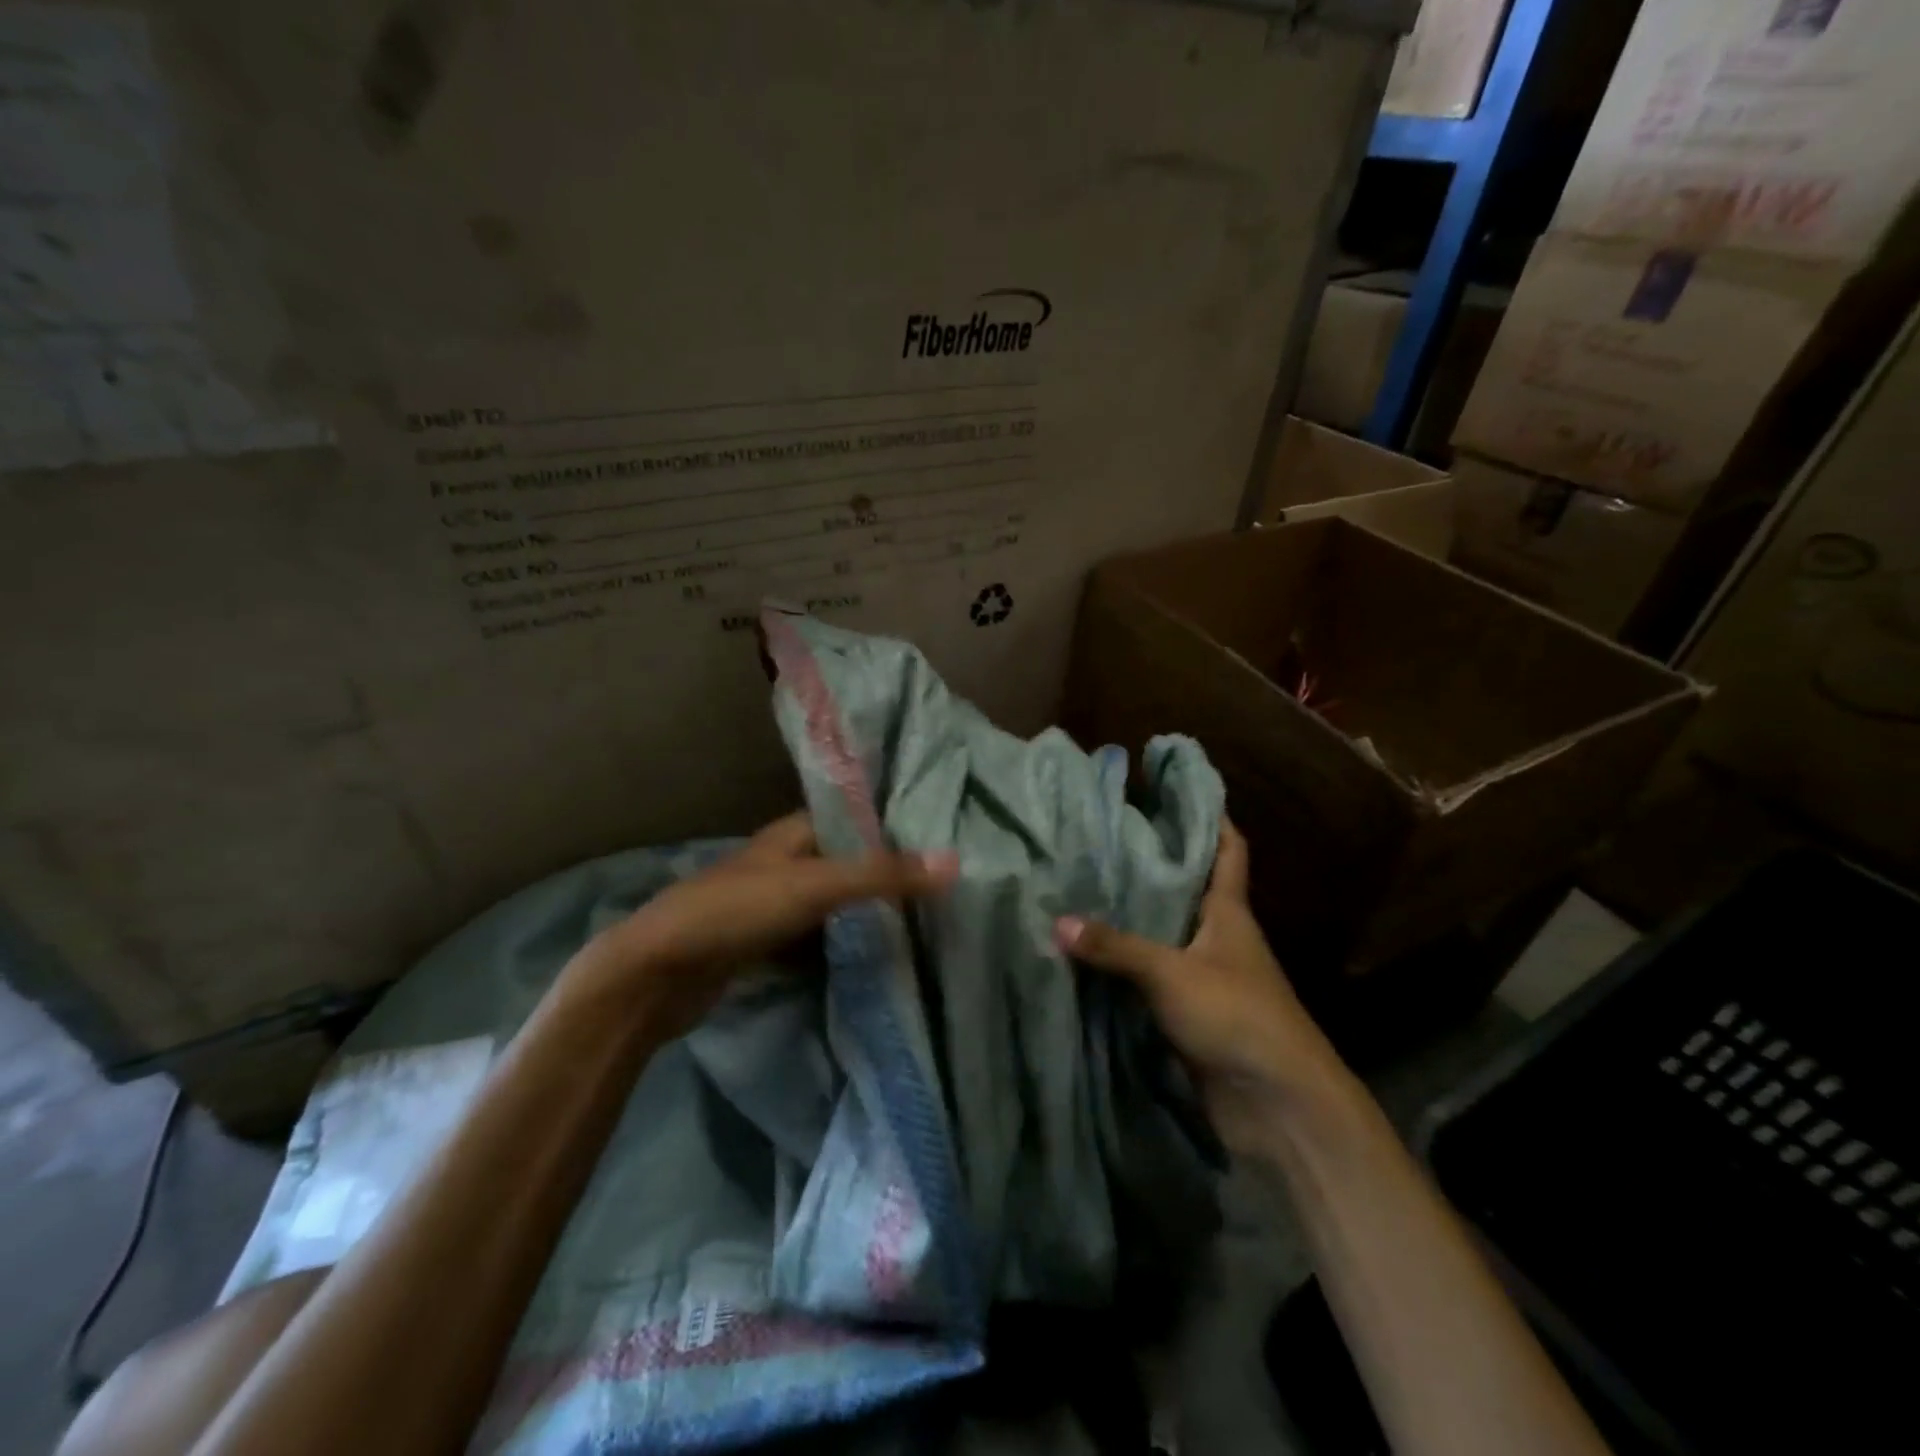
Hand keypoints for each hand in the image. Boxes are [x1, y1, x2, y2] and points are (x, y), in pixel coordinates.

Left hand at [579, 813, 956, 1038]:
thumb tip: (954, 862)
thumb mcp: (814, 887)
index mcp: (793, 834)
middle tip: (941, 887)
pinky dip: (841, 943)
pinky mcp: (763, 944)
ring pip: (832, 902)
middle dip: (886, 873)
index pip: (854, 819)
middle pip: (846, 862)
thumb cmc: (736, 912)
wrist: (656, 974)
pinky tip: (874, 956)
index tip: (941, 839)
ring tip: (921, 921)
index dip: (894, 827)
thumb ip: (882, 875)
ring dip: (865, 911)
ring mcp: (771, 905)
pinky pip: (816, 937)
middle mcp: (784, 862)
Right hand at [1055, 820, 1350, 1151]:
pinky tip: (1089, 954)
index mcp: (1228, 912)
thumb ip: (1116, 948)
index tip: (1176, 788)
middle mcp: (1218, 937)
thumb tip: (1057, 922)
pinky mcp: (1189, 1013)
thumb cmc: (1237, 1016)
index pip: (1227, 849)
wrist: (1277, 1105)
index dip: (1210, 816)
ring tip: (1083, 886)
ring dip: (1133, 915)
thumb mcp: (1172, 972)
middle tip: (1103, 835)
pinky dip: (1125, 965)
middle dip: (1153, 862)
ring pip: (1164, 933)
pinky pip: (1150, 977)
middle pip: (1187, 888)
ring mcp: (1204, 976)